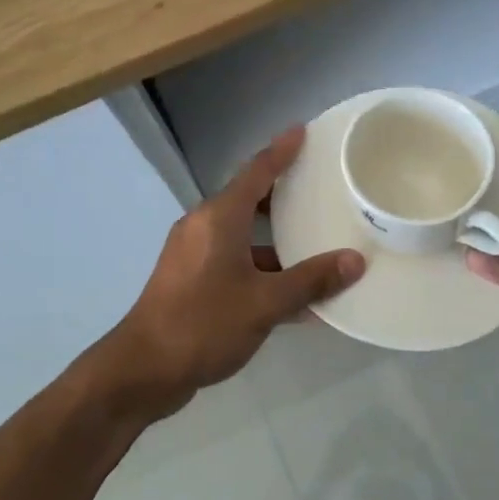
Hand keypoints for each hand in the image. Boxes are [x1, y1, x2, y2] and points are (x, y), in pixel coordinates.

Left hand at [107, 126, 364, 412]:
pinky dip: (262, 269)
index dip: (281, 151)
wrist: (144, 369)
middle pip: (249, 200)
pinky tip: (293, 294)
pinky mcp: (190, 281)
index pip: (256, 171)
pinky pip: (234, 262)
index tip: (303, 131)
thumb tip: (354, 261)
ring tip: (317, 243)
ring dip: (276, 240)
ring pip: (242, 235)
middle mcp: (203, 227)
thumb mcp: (265, 303)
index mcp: (218, 218)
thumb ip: (311, 280)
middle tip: (320, 188)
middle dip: (283, 195)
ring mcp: (193, 255)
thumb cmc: (204, 324)